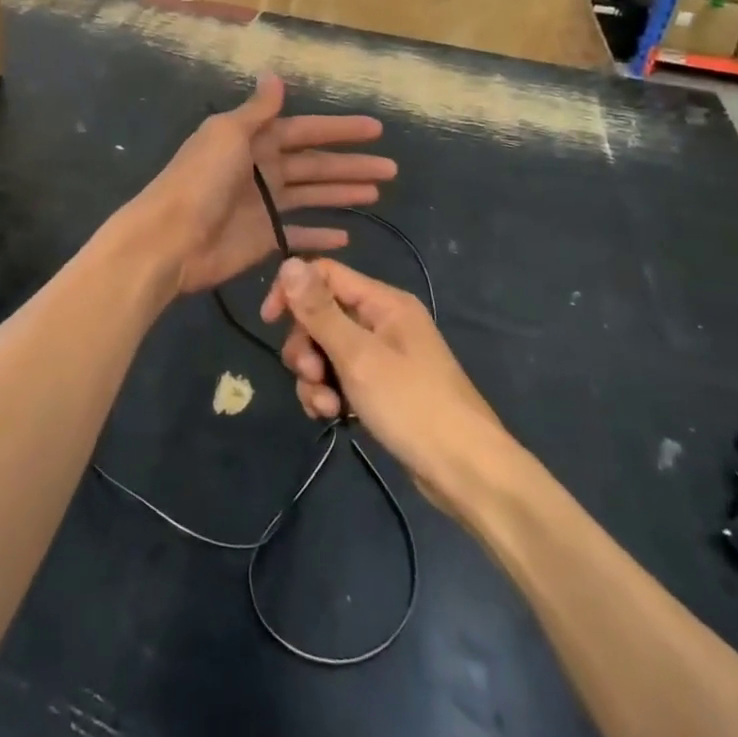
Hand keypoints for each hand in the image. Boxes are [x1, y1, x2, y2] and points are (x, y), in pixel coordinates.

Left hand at [127, 74, 394, 298]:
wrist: (170, 238)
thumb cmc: (201, 179)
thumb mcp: (228, 133)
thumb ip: (257, 110)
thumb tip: (274, 74)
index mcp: (253, 140)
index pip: (305, 130)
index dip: (339, 129)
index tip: (375, 129)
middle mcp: (262, 169)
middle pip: (315, 164)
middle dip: (350, 164)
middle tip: (391, 168)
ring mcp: (263, 206)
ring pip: (312, 195)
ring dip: (342, 193)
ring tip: (377, 191)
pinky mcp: (263, 238)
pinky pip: (298, 235)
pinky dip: (320, 234)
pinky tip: (346, 233)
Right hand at [260, 256, 511, 514]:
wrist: (468, 473)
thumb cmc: (413, 405)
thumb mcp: (358, 356)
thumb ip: (319, 311)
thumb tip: (288, 263)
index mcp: (383, 302)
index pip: (325, 274)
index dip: (293, 292)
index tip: (269, 321)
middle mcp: (383, 322)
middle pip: (322, 315)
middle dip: (305, 346)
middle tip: (309, 375)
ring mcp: (384, 357)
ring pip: (327, 351)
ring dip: (315, 376)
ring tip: (325, 406)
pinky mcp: (382, 389)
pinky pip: (341, 378)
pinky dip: (330, 393)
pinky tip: (332, 416)